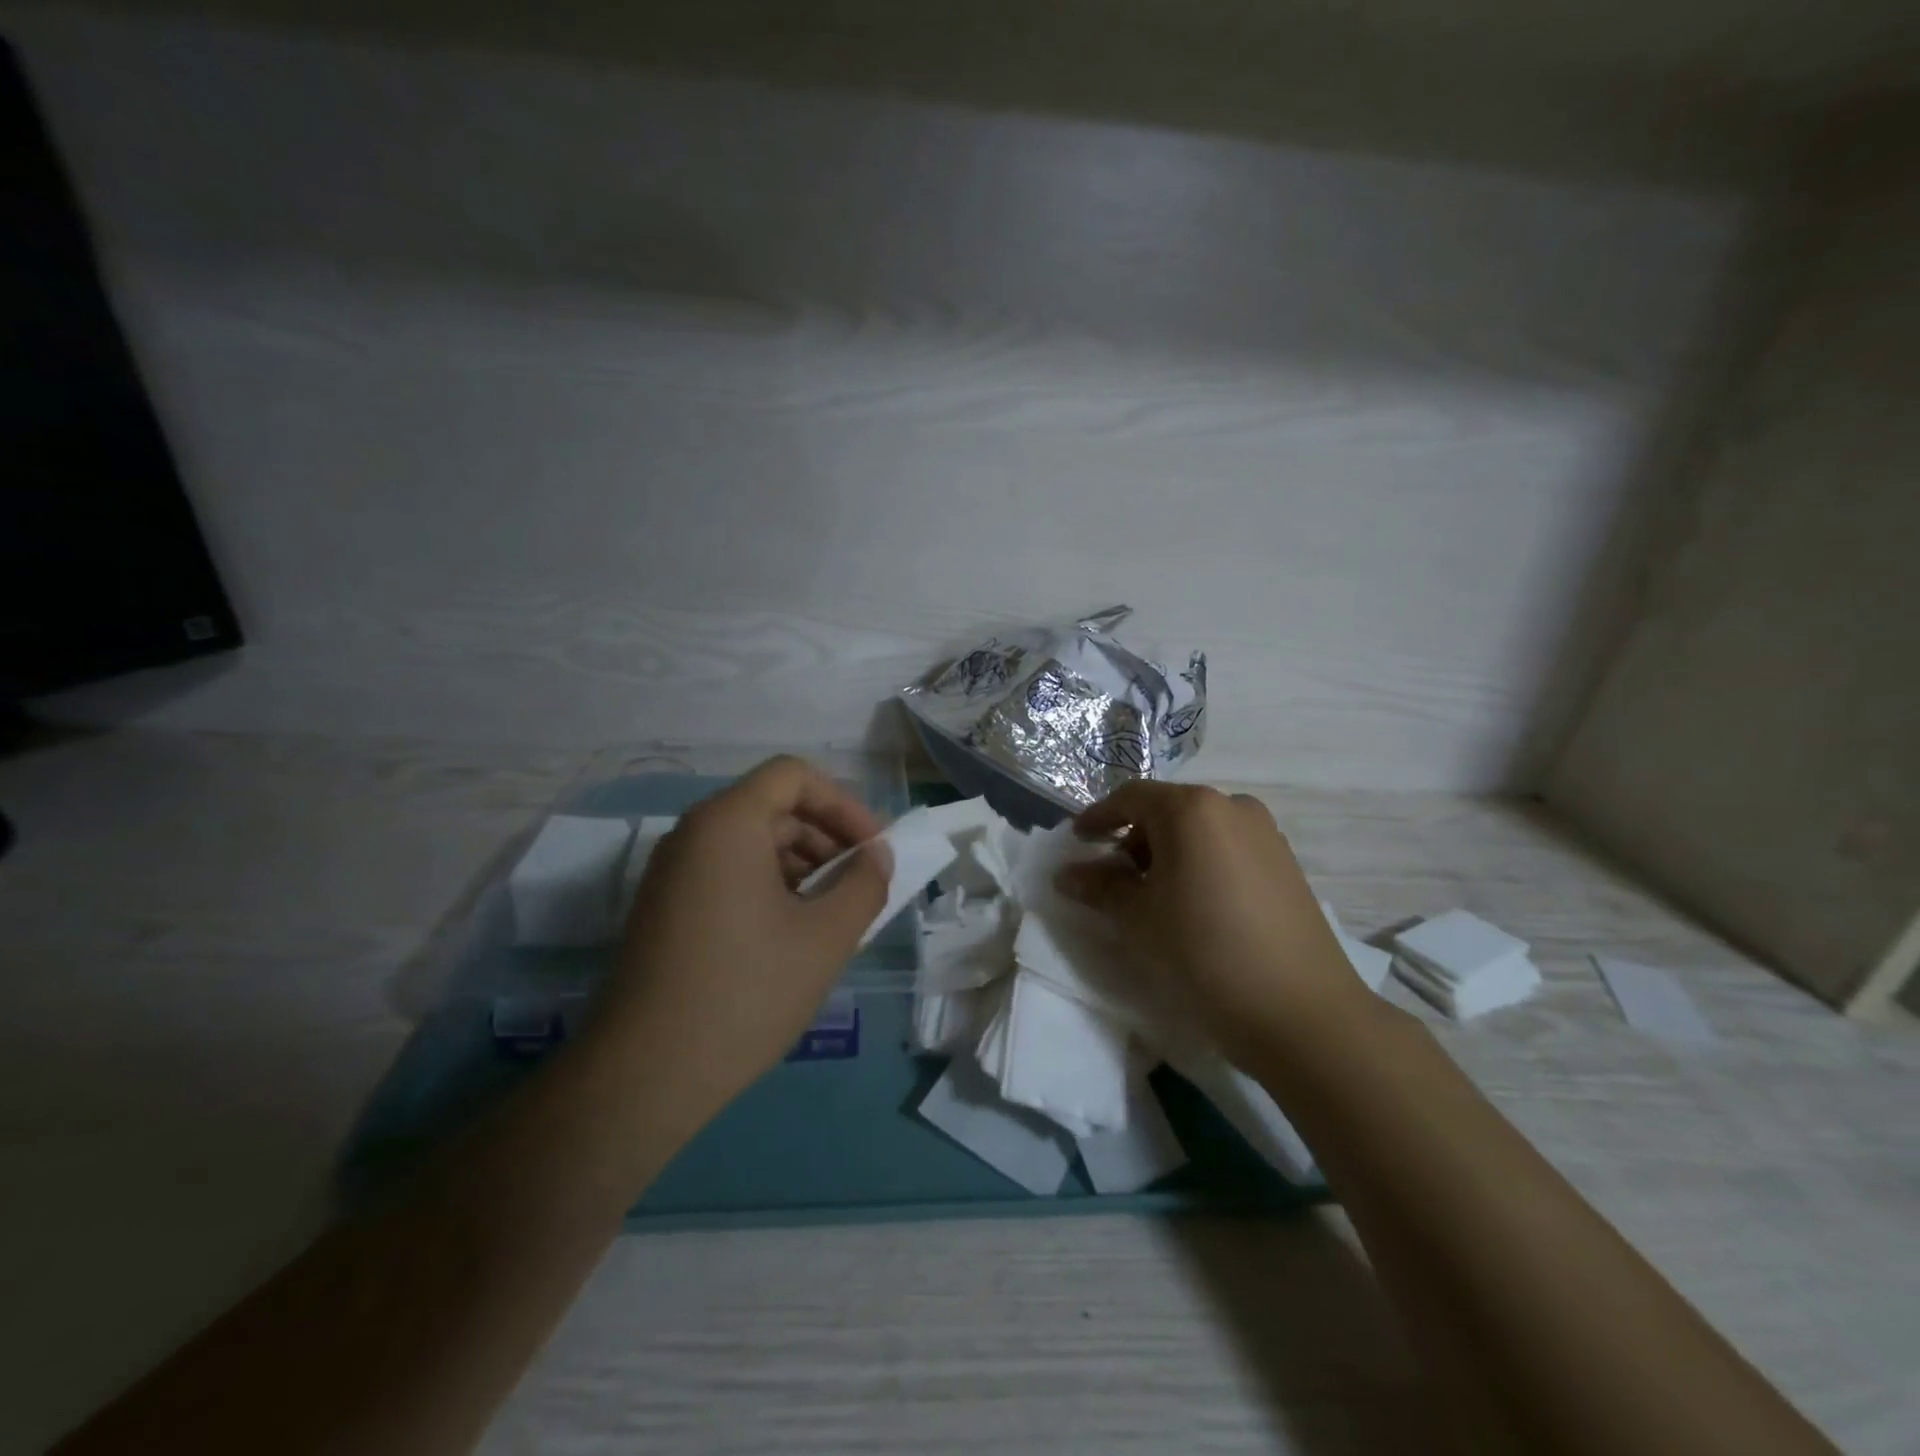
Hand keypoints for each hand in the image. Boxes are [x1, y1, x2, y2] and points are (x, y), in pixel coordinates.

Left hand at [589, 756, 889, 1117]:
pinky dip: (769, 887)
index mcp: (727, 823)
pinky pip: (727, 874)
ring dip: (802, 865)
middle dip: (827, 838)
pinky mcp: (664, 909)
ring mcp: (671, 873)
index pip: (793, 776)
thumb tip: (877, 857)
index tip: (873, 850)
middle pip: (773, 808)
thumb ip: (864, 885)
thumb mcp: (826, 937)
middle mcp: (692, 834)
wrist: (644, 1076)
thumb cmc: (746, 992)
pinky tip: (792, 934)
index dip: (843, 804)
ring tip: (833, 914)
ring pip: (751, 843)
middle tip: (860, 885)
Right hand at [1056, 783, 1369, 1063]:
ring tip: (1151, 896)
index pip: (1131, 797)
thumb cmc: (1204, 952)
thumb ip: (1100, 886)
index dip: (1098, 817)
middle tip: (1111, 877)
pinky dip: (1200, 864)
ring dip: (1167, 853)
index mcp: (1192, 809)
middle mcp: (1233, 807)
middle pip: (1168, 811)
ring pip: (1200, 830)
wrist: (1302, 1012)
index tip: (1077, 841)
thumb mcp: (1139, 918)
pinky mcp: (1286, 864)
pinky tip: (1193, 904)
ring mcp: (1266, 834)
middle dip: (1133, 838)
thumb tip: (1068, 874)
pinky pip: (1228, 849)